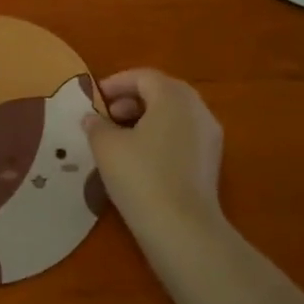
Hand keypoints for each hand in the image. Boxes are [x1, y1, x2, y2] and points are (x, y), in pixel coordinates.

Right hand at [82, 69, 225, 245]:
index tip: (95, 99)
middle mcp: (197, 109)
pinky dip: (161, 135)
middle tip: (107, 116)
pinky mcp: (211, 161)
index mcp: (173, 97)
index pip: (144, 77)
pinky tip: (140, 157)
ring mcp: (209, 136)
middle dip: (132, 99)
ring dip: (147, 118)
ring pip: (174, 114)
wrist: (181, 227)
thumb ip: (97, 125)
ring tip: (120, 138)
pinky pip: (183, 135)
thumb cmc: (140, 176)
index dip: (116, 83)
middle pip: (163, 92)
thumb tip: (93, 118)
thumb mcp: (106, 146)